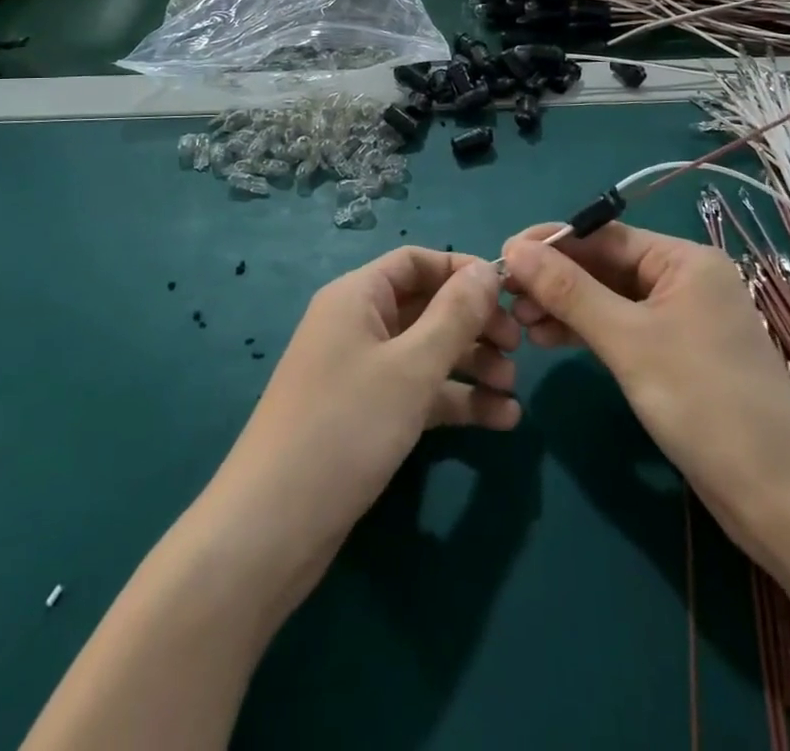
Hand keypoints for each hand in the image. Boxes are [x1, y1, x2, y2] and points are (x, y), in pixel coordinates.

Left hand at [213, 248, 519, 558]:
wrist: (271, 529)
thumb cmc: (345, 428)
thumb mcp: (411, 367)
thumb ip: (455, 315)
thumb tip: (487, 271)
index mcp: (357, 296)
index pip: (416, 261)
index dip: (462, 271)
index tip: (509, 293)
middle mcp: (357, 325)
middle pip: (426, 307)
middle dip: (474, 324)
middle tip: (518, 348)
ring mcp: (361, 372)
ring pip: (427, 352)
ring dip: (472, 366)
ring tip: (513, 392)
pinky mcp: (366, 416)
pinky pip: (418, 392)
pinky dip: (455, 401)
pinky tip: (500, 421)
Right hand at [501, 223, 789, 567]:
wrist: (780, 498)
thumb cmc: (704, 403)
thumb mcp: (628, 341)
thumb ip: (569, 291)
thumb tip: (514, 248)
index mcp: (684, 260)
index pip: (604, 236)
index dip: (551, 244)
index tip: (502, 258)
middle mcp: (685, 280)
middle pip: (606, 266)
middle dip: (556, 280)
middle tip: (507, 301)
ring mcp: (683, 320)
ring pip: (611, 299)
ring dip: (566, 307)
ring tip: (521, 325)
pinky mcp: (678, 356)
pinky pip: (624, 328)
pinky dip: (588, 331)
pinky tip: (552, 340)